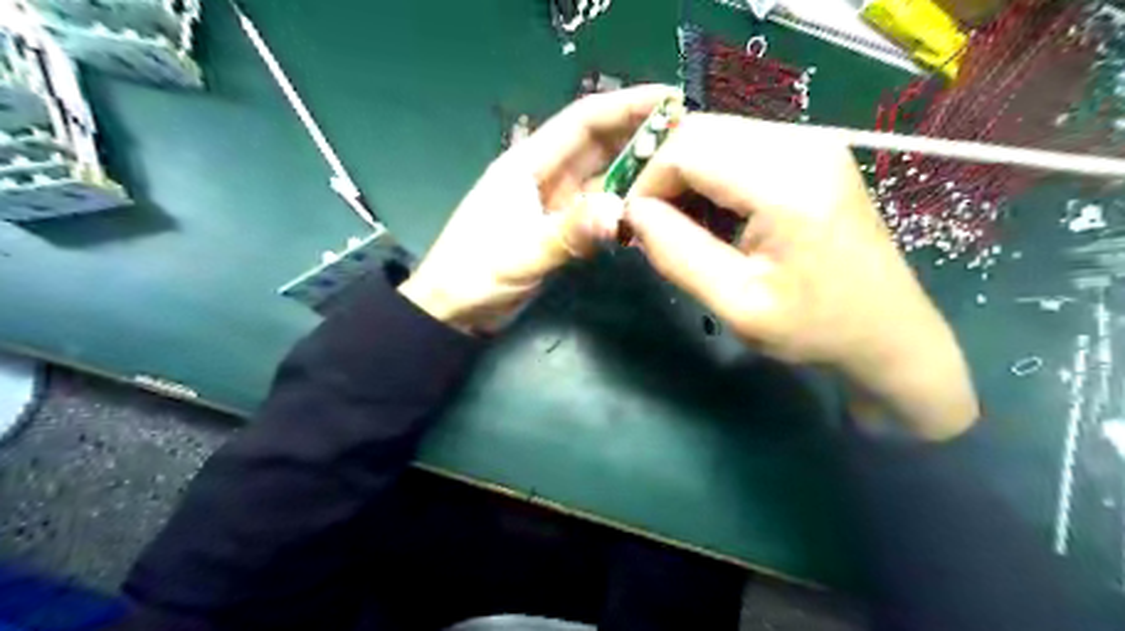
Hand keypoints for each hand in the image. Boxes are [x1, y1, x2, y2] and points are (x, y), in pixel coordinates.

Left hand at [397, 85, 675, 336]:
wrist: (453, 312)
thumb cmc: (472, 276)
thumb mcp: (519, 254)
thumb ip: (567, 233)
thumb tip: (620, 212)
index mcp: (527, 164)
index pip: (583, 121)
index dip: (626, 105)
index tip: (671, 100)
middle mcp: (546, 176)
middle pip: (600, 145)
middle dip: (641, 137)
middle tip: (691, 139)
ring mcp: (556, 204)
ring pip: (604, 179)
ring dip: (637, 175)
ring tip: (681, 175)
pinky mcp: (562, 229)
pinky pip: (600, 212)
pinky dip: (624, 211)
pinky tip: (651, 215)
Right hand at [623, 112, 975, 438]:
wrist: (888, 332)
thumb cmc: (814, 329)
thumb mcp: (736, 304)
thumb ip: (677, 253)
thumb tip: (634, 212)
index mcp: (786, 182)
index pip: (687, 148)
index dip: (646, 181)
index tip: (633, 225)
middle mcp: (802, 144)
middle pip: (700, 132)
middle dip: (662, 176)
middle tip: (652, 226)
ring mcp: (812, 143)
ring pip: (716, 136)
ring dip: (686, 177)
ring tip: (681, 226)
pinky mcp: (812, 154)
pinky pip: (740, 148)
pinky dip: (711, 176)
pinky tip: (713, 216)